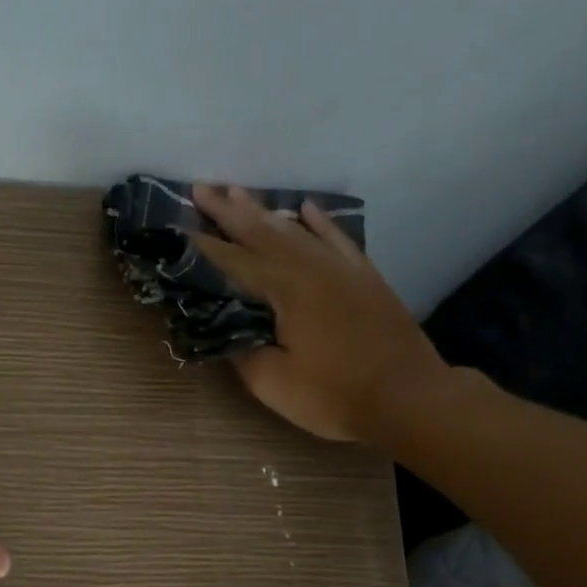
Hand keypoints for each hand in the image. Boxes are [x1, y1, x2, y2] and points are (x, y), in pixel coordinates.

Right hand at [188, 184, 452, 445]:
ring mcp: (342, 268)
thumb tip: (222, 330)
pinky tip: (306, 208)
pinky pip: (336, 239)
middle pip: (263, 232)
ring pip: (296, 230)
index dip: (203, 245)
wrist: (409, 398)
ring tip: (239, 192)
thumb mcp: (273, 383)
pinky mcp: (365, 277)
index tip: (177, 225)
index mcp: (286, 290)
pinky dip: (319, 222)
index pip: (233, 261)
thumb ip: (242, 352)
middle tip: (201, 188)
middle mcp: (312, 267)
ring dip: (265, 211)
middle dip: (228, 211)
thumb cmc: (335, 395)